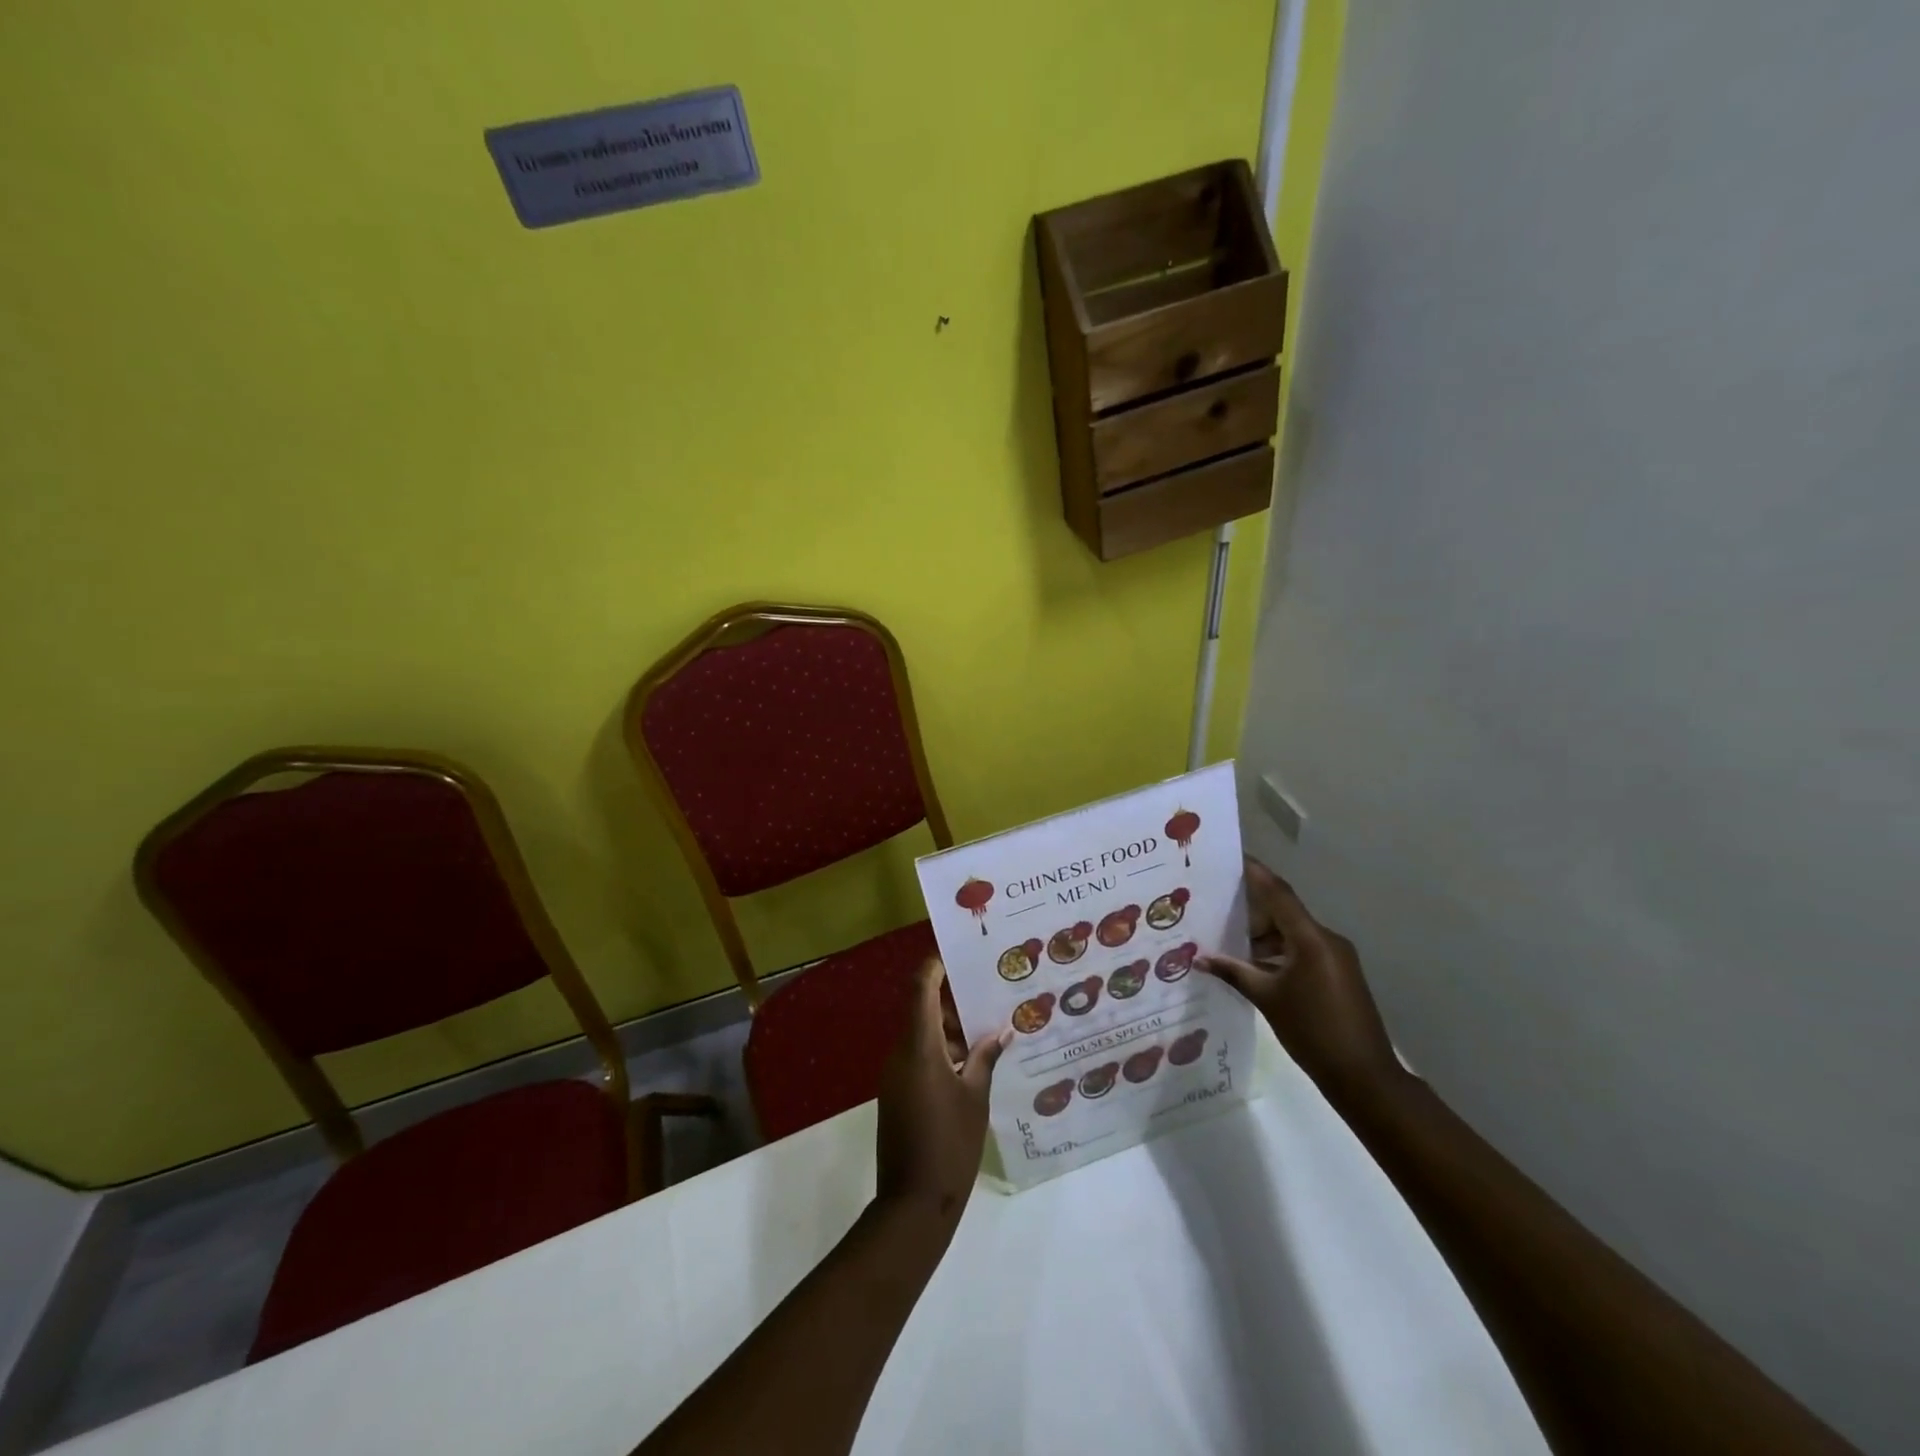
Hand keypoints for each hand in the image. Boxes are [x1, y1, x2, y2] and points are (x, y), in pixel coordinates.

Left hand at [875, 959, 1008, 1229]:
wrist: (913, 1205)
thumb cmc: (950, 1145)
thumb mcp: (976, 1099)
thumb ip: (985, 1060)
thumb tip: (999, 1032)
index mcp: (920, 1048)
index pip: (921, 990)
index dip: (934, 967)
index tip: (956, 954)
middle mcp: (901, 1054)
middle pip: (924, 1011)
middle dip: (955, 1005)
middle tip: (990, 1002)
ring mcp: (896, 1075)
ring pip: (923, 1036)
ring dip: (951, 1033)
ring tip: (989, 1036)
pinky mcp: (897, 1095)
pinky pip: (919, 1058)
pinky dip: (943, 1054)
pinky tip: (972, 1066)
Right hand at [1199, 858, 1404, 1108]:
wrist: (1364, 1077)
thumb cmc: (1312, 1031)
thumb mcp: (1266, 998)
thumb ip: (1233, 972)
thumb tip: (1199, 958)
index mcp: (1311, 939)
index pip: (1278, 893)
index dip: (1255, 872)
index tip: (1231, 856)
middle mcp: (1326, 939)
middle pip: (1284, 911)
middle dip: (1251, 909)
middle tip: (1216, 904)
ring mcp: (1336, 957)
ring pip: (1292, 933)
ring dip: (1263, 935)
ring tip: (1226, 938)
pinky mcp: (1338, 974)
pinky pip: (1303, 950)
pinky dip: (1278, 952)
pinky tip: (1252, 964)